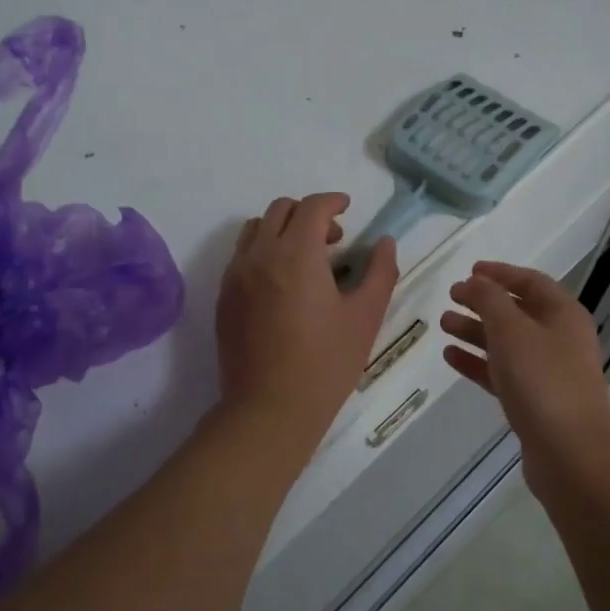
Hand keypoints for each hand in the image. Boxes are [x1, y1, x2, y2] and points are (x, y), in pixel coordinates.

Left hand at [216, 193, 398, 447]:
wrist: (269, 409)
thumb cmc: (325, 364)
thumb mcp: (365, 317)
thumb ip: (380, 272)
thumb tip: (386, 244)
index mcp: (295, 255)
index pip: (311, 207)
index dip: (332, 201)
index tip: (347, 208)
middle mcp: (259, 256)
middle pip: (280, 210)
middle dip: (308, 213)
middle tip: (333, 239)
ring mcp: (235, 276)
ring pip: (255, 230)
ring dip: (282, 229)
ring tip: (305, 258)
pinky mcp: (224, 298)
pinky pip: (241, 257)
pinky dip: (263, 252)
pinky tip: (282, 284)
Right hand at [441, 262, 609, 472]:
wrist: (571, 455)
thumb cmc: (543, 381)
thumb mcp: (512, 330)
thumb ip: (489, 300)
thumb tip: (474, 282)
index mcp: (564, 314)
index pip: (530, 282)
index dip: (500, 273)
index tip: (469, 271)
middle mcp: (560, 339)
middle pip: (517, 311)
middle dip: (483, 303)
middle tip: (450, 297)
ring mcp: (549, 372)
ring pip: (507, 342)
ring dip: (475, 331)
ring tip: (443, 324)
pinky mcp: (535, 401)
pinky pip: (502, 372)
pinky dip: (478, 362)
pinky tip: (450, 356)